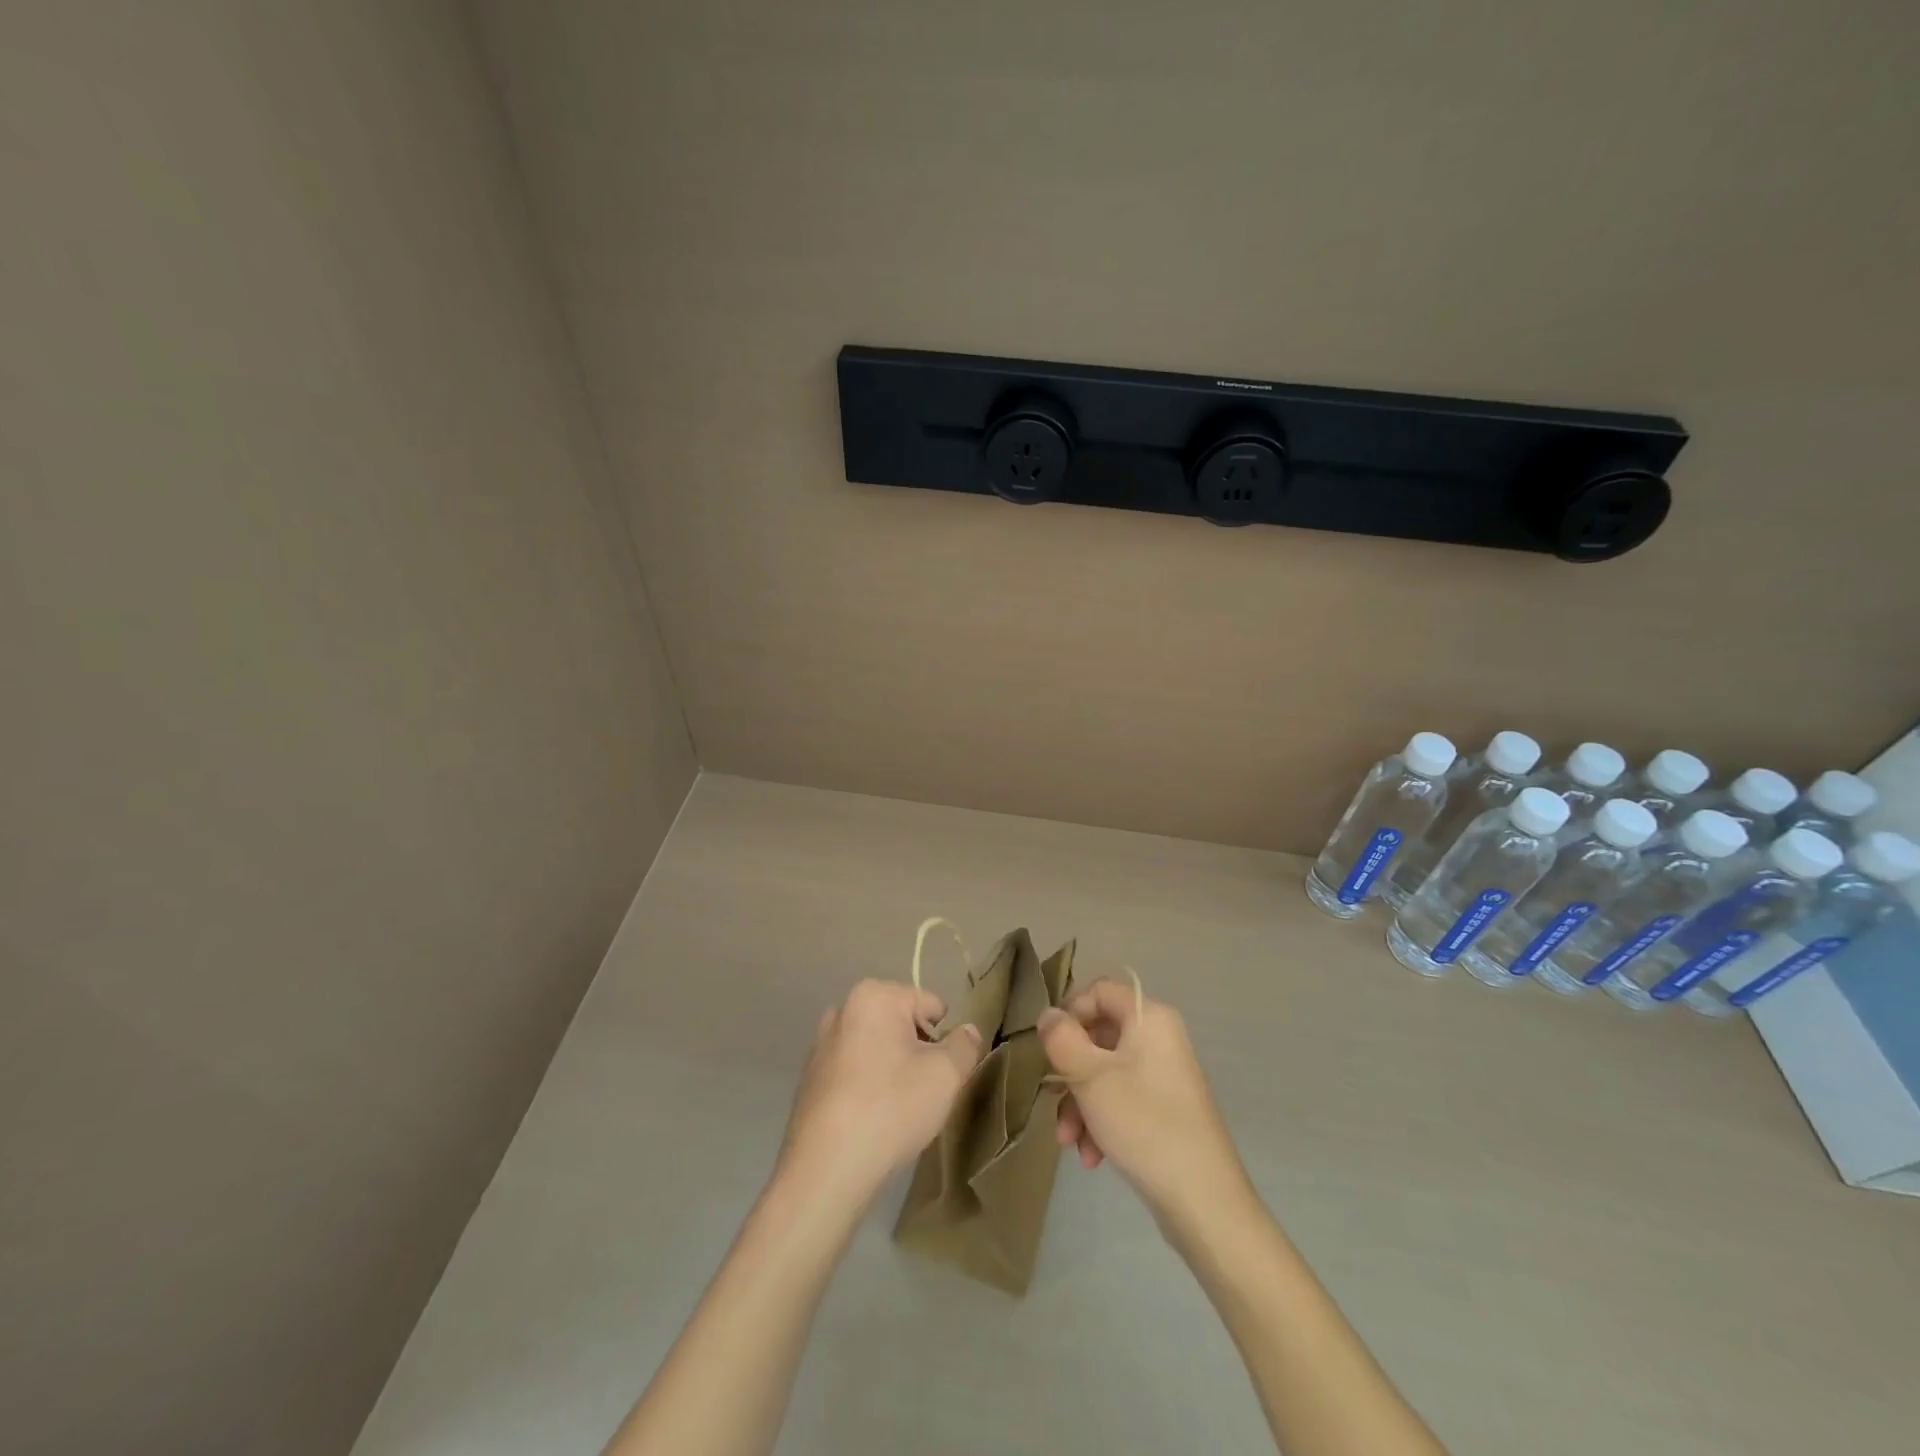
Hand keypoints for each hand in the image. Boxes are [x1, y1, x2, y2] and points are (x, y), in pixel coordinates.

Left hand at [776, 980, 983, 1210]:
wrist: (826, 1171)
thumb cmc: (890, 1109)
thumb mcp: (946, 1076)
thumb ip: (964, 1046)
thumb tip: (968, 1031)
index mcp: (874, 996)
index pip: (930, 1004)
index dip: (945, 1037)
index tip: (943, 1073)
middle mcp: (842, 1010)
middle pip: (901, 1024)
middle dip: (918, 1052)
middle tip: (923, 1092)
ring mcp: (821, 1045)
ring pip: (877, 1049)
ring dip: (893, 1070)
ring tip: (898, 1109)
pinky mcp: (810, 1079)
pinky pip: (854, 1072)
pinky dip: (868, 1087)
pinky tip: (872, 1120)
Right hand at [1038, 981, 1251, 1228]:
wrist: (1204, 1202)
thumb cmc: (1144, 1124)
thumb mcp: (1090, 1077)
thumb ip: (1061, 1038)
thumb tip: (1048, 1015)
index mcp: (1149, 1018)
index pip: (1099, 991)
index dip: (1070, 1012)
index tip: (1050, 1046)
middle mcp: (1160, 1038)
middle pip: (1098, 1036)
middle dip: (1070, 1074)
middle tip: (1054, 1103)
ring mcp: (1164, 1075)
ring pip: (1105, 1072)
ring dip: (1080, 1104)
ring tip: (1071, 1143)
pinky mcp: (1166, 1109)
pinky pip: (1122, 1099)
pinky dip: (1101, 1121)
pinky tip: (1092, 1156)